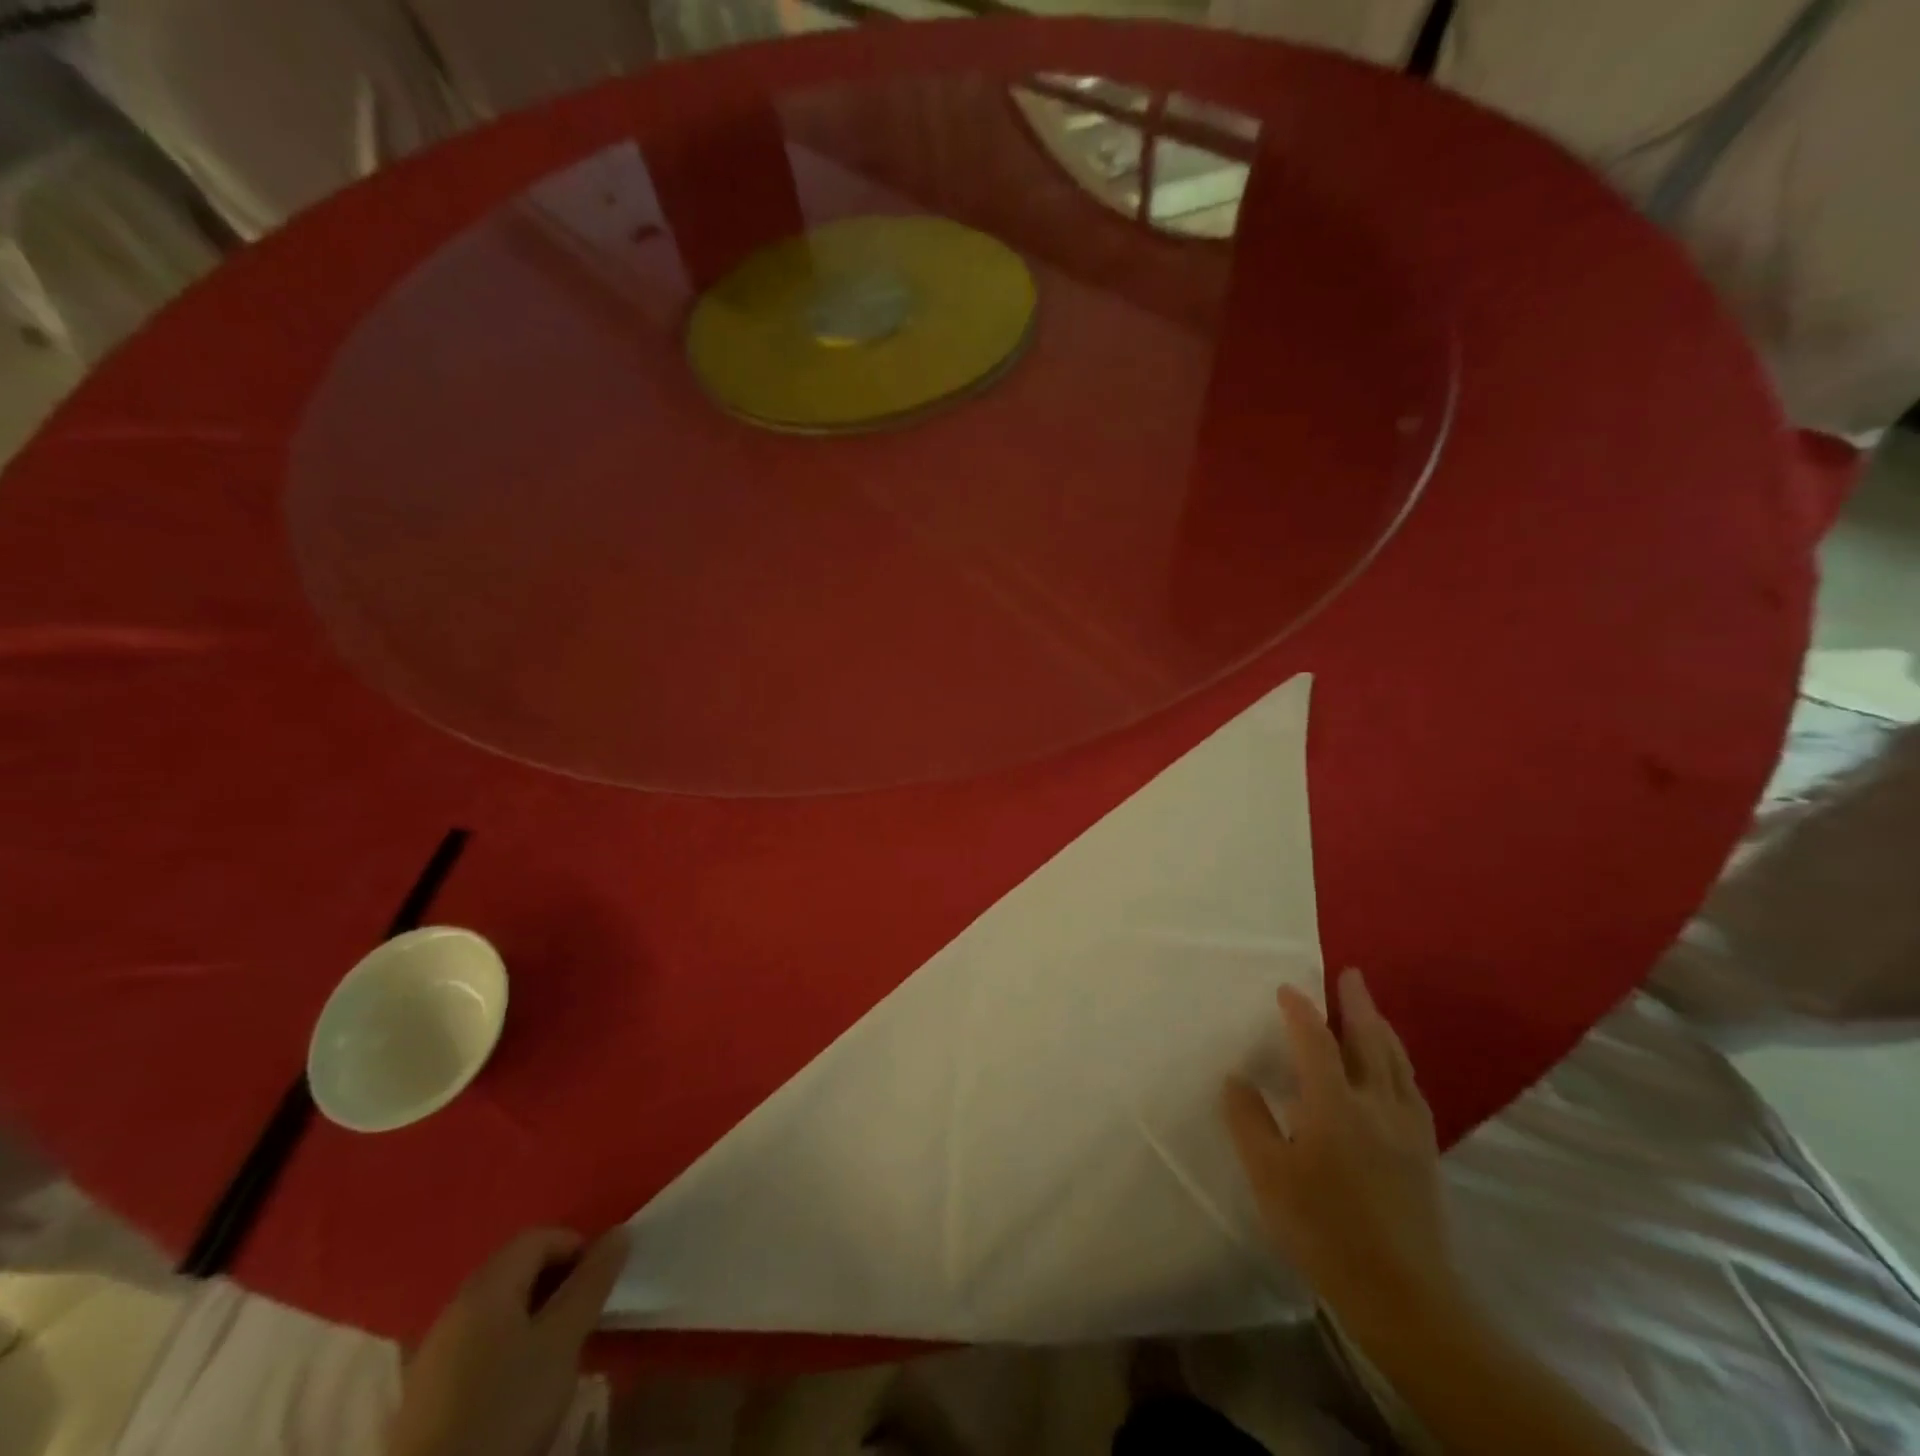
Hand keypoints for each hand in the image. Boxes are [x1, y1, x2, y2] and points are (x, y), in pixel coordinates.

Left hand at [388, 1227, 628, 1455]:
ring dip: (534, 1310)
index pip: (538, 1236)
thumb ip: (592, 1281)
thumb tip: (620, 1232)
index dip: (577, 1246)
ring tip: (558, 1344)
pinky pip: (478, 1339)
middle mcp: (455, 1305)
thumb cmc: (507, 1406)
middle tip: (584, 1310)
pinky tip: (518, 1377)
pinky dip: (507, 1340)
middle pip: (515, 1267)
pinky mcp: (426, 1390)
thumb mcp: (563, 1340)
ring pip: (497, 1305)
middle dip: (557, 1278)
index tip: (600, 1280)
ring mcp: (434, 1349)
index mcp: (486, 1285)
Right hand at [1223, 969, 1458, 1336]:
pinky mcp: (1425, 1153)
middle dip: (1357, 1004)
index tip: (1286, 988)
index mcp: (1336, 1105)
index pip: (1316, 1042)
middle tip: (1350, 973)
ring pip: (1398, 1063)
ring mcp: (1408, 1129)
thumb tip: (1236, 1078)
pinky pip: (1411, 1088)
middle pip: (1370, 1041)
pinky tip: (1395, 1072)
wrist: (1405, 1297)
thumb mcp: (1269, 1176)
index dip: (1300, 1011)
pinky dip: (1399, 1063)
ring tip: (1372, 1010)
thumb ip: (1249, 1121)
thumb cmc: (1325, 1230)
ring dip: (1382, 1029)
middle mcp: (1377, 1105)